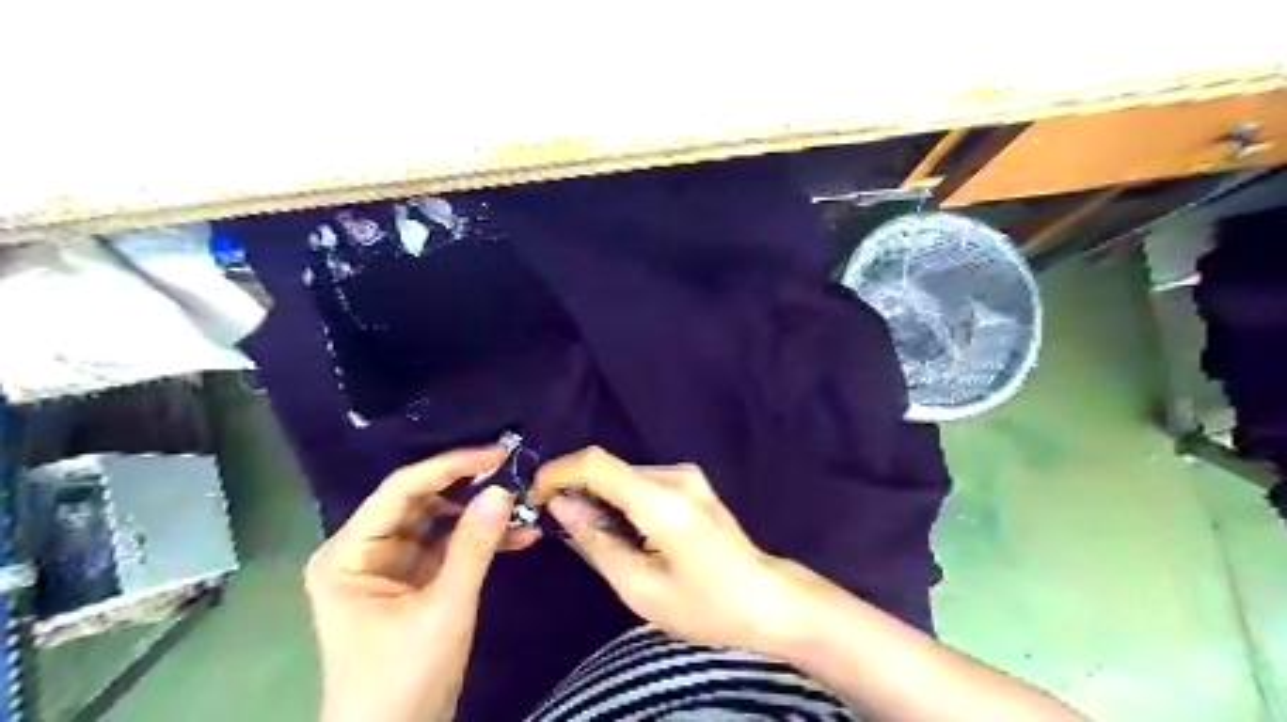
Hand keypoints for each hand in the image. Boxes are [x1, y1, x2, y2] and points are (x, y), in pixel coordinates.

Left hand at [306, 445, 537, 720]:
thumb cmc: (403, 680)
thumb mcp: (444, 610)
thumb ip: (473, 547)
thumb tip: (503, 491)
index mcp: (349, 553)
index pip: (400, 490)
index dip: (449, 466)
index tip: (497, 453)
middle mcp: (365, 550)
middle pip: (422, 501)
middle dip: (470, 489)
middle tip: (516, 474)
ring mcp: (392, 564)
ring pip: (441, 520)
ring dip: (482, 515)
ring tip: (525, 505)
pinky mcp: (416, 578)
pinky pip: (451, 546)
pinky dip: (483, 541)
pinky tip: (520, 536)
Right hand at [530, 446, 822, 653]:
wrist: (769, 600)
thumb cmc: (707, 605)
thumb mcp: (641, 589)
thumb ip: (597, 543)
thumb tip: (562, 507)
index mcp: (662, 501)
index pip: (597, 463)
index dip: (558, 472)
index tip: (536, 496)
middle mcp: (675, 476)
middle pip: (609, 468)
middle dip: (577, 492)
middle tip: (562, 530)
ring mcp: (687, 476)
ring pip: (624, 475)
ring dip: (600, 498)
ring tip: (597, 539)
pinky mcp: (692, 482)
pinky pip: (642, 482)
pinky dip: (621, 500)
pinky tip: (625, 533)